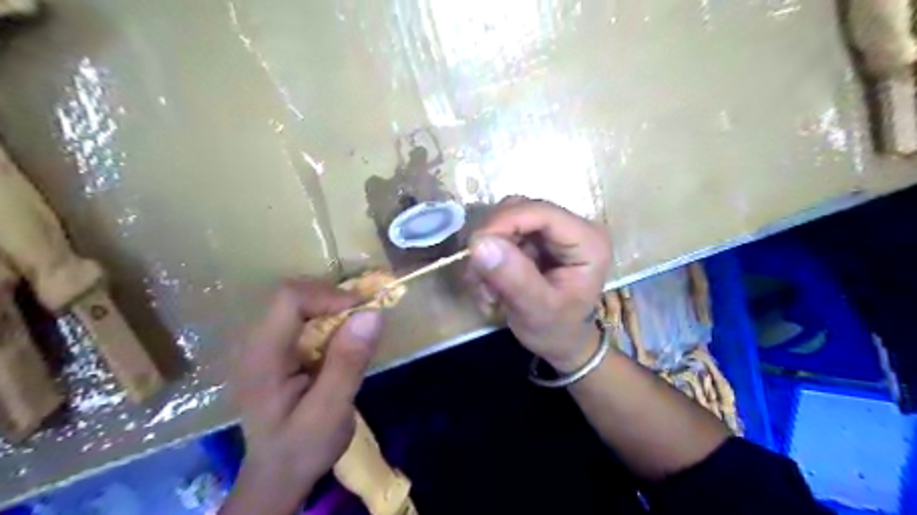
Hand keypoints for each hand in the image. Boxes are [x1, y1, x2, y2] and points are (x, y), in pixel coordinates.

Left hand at [224, 280, 382, 514]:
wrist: (278, 475)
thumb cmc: (302, 448)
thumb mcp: (330, 412)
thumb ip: (348, 363)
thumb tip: (372, 314)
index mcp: (261, 357)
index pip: (289, 299)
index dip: (330, 296)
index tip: (364, 311)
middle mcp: (256, 343)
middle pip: (293, 295)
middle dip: (333, 299)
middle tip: (365, 318)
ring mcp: (263, 345)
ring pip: (299, 303)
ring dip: (333, 308)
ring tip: (357, 328)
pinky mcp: (276, 350)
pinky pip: (303, 318)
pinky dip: (329, 319)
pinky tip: (343, 340)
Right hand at [470, 195, 610, 368]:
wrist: (561, 342)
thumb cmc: (557, 330)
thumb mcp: (537, 310)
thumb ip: (513, 277)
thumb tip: (479, 242)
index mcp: (588, 240)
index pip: (540, 212)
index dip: (503, 222)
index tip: (474, 247)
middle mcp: (572, 226)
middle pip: (520, 210)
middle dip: (492, 241)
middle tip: (479, 278)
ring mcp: (552, 230)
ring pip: (506, 219)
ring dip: (488, 252)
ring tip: (487, 289)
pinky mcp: (536, 237)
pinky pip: (502, 233)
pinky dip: (489, 257)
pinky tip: (490, 285)